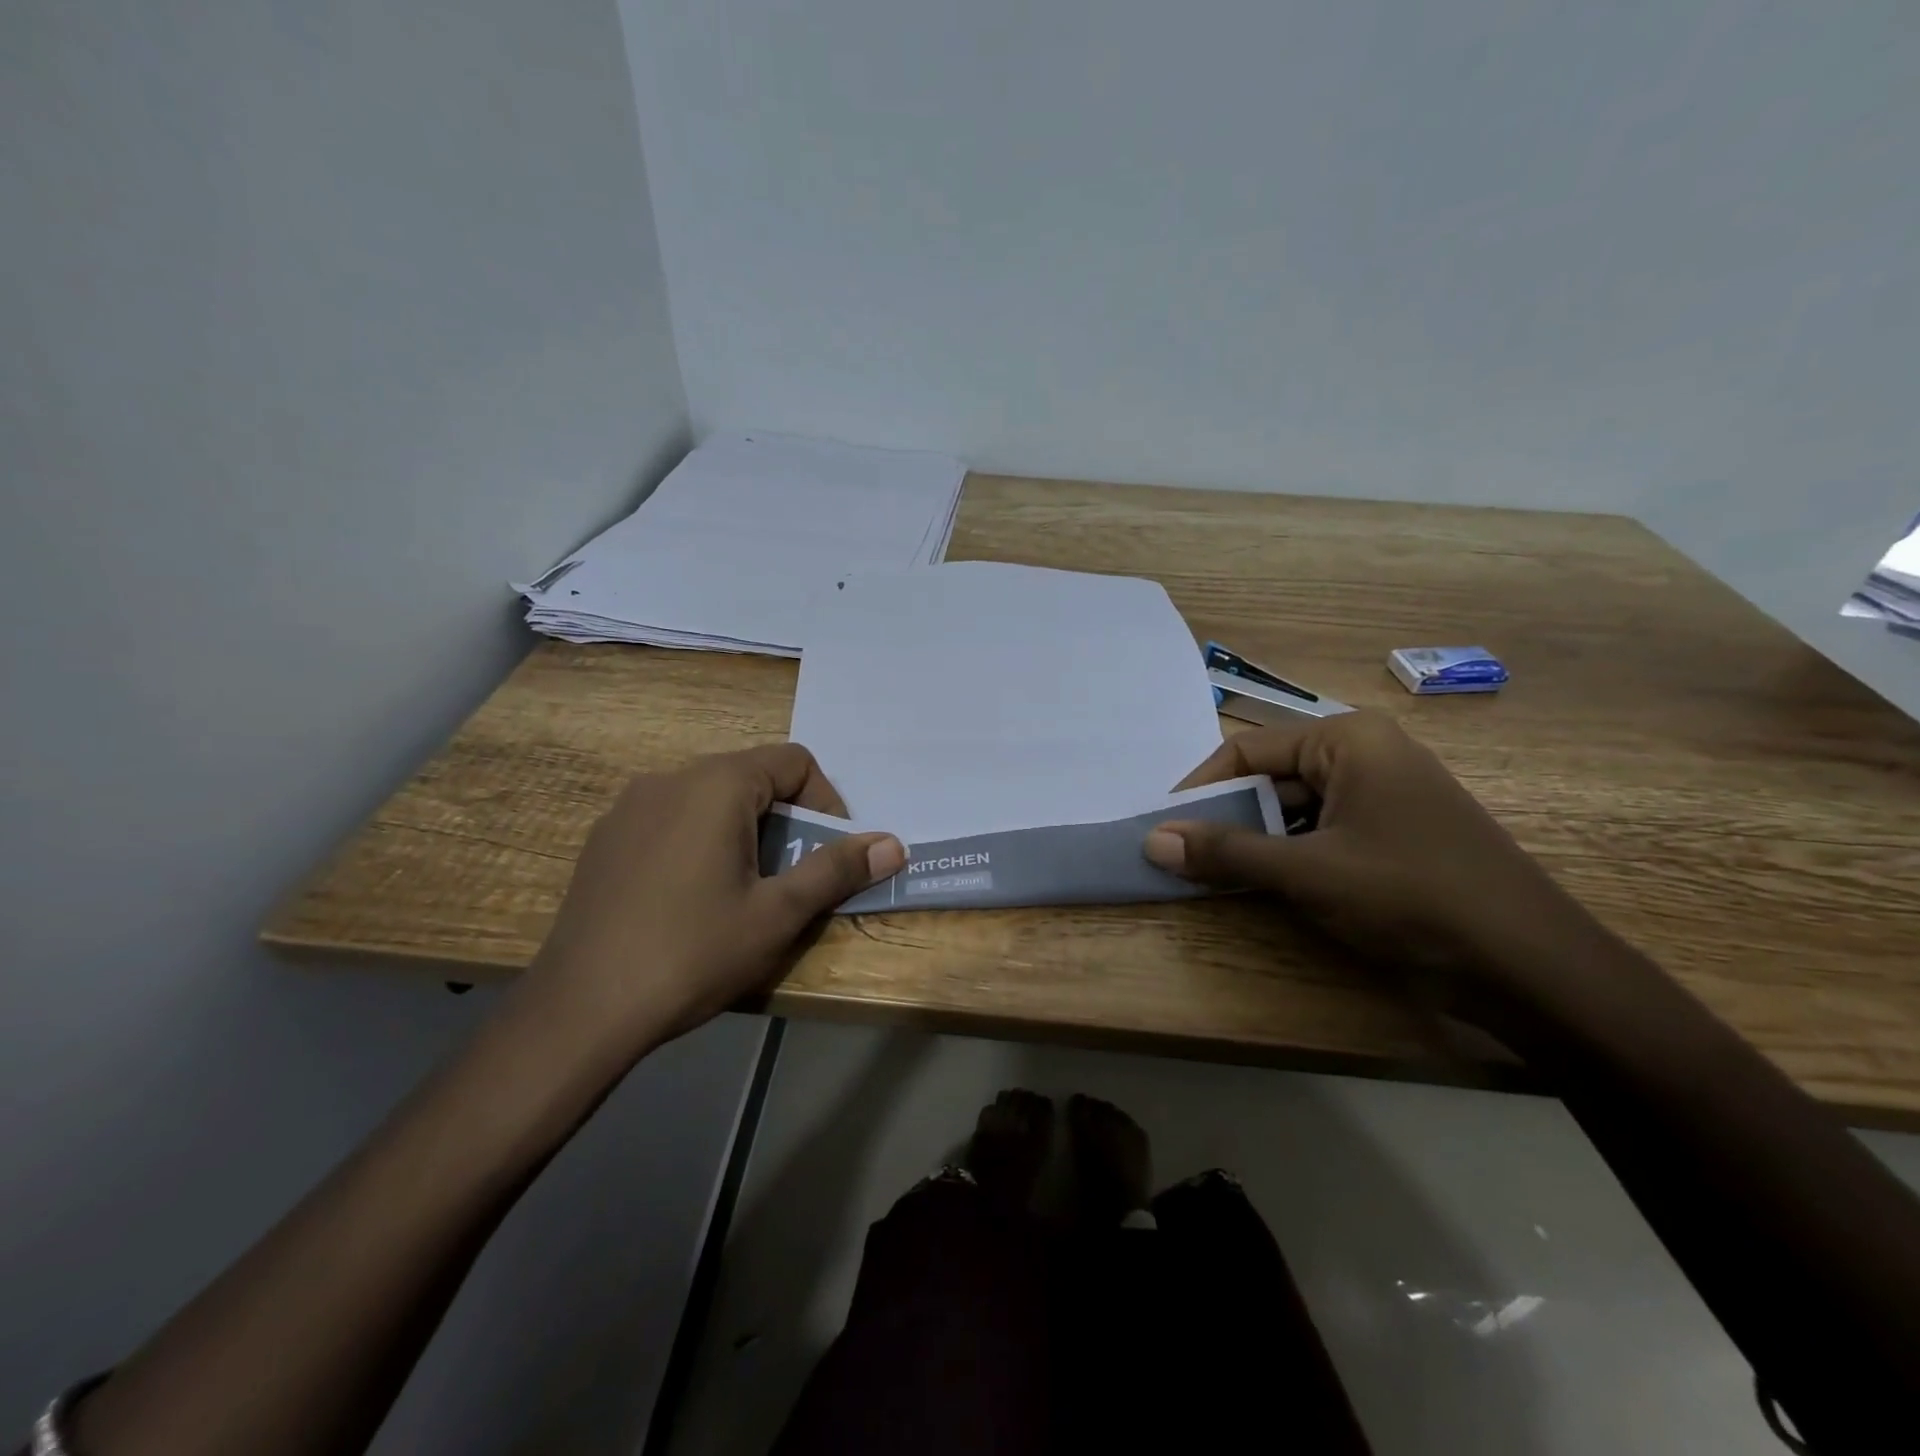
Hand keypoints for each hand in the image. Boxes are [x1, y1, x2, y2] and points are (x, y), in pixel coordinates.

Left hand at [518, 744, 904, 1062]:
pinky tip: (689, 899)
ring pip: (710, 799)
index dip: (825, 803)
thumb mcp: (777, 914)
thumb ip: (836, 870)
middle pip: (751, 777)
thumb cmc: (691, 953)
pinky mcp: (605, 838)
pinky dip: (700, 841)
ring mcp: (629, 807)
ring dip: (745, 832)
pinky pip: (671, 820)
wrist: (579, 1011)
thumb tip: (893, 844)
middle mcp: (670, 778)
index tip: (827, 854)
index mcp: (716, 784)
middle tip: (791, 880)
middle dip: (786, 821)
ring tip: (744, 892)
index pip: (794, 761)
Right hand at [1143, 711, 1607, 1012]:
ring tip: (1217, 876)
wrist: (1531, 966)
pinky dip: (1290, 856)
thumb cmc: (1411, 896)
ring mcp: (1385, 796)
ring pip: (1295, 809)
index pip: (1247, 749)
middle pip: (1271, 778)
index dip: (1200, 788)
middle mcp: (1366, 755)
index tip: (1165, 828)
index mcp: (1347, 740)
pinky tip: (1268, 886)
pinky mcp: (1395, 835)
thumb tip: (1151, 841)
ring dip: (1256, 842)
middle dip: (1228, 818)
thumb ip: (1226, 853)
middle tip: (1185, 858)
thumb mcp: (1307, 873)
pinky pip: (1323, 832)